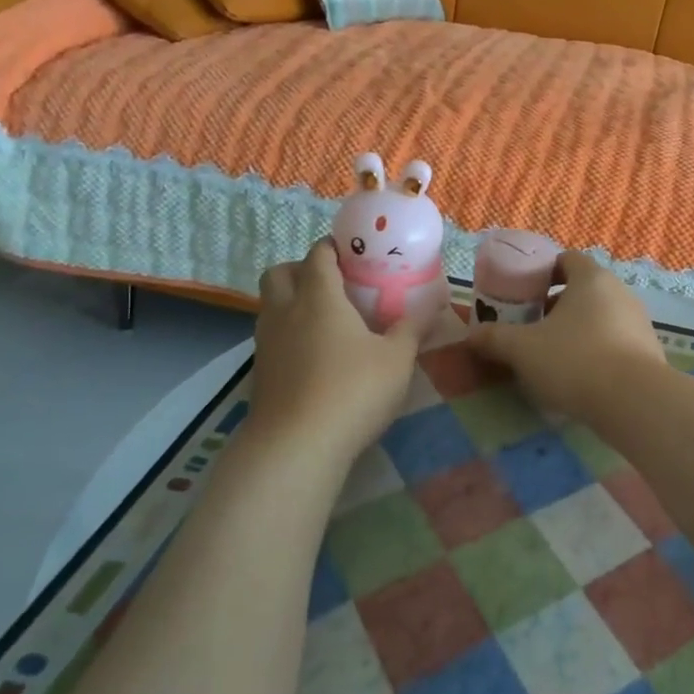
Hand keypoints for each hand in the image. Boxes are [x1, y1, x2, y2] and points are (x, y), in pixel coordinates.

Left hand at [247, 241, 420, 465]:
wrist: (296, 447)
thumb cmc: (352, 391)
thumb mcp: (397, 360)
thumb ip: (413, 329)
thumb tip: (434, 305)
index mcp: (319, 297)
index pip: (318, 254)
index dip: (334, 247)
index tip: (355, 252)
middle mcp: (285, 311)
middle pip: (280, 273)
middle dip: (302, 269)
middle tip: (334, 284)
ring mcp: (266, 343)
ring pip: (270, 306)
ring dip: (292, 302)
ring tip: (326, 322)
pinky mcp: (260, 373)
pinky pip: (271, 337)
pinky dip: (288, 334)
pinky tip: (314, 357)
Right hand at [465, 251, 665, 420]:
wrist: (634, 401)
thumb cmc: (574, 360)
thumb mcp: (522, 350)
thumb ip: (494, 339)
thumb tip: (471, 336)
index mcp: (591, 278)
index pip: (566, 259)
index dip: (542, 272)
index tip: (523, 293)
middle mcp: (620, 292)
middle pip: (583, 289)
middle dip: (556, 305)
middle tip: (531, 327)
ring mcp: (639, 321)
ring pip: (600, 316)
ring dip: (577, 329)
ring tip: (553, 355)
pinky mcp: (649, 351)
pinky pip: (616, 341)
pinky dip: (597, 350)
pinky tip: (581, 376)